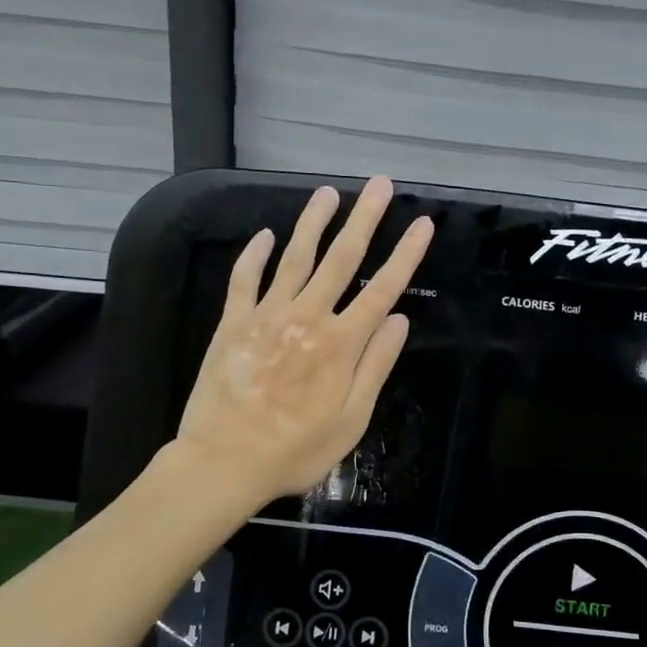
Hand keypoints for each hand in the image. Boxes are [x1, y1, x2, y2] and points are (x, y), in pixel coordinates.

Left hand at [174, 177, 433, 507]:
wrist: (223, 461)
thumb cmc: (296, 450)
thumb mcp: (351, 420)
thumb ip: (375, 366)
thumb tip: (398, 319)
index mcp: (340, 344)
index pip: (382, 289)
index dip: (406, 254)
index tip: (423, 224)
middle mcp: (306, 318)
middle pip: (341, 259)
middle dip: (364, 219)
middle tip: (380, 185)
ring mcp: (266, 316)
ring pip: (294, 258)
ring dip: (313, 223)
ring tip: (328, 193)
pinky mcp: (233, 324)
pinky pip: (245, 279)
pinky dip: (255, 255)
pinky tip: (265, 235)